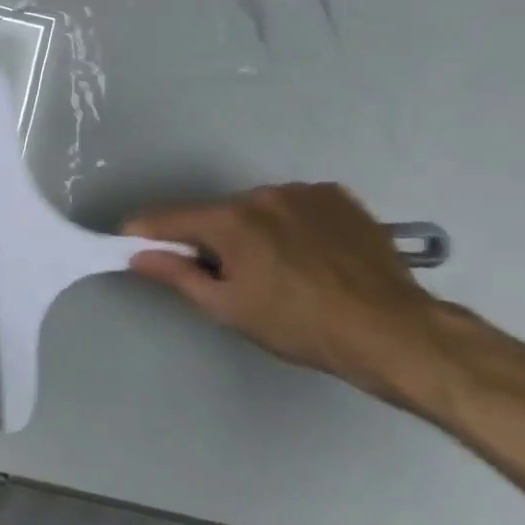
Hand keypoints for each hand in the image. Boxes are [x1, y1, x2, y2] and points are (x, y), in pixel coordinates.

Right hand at [124, 183, 450, 405]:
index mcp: (231, 220)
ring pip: (257, 209)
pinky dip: (288, 225)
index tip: (130, 242)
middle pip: (216, 213)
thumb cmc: (300, 326)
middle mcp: (262, 194)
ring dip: (251, 231)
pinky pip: (295, 207)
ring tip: (277, 271)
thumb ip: (178, 275)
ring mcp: (304, 192)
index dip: (145, 230)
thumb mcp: (229, 308)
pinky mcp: (339, 198)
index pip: (169, 217)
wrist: (394, 332)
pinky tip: (308, 256)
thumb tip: (137, 254)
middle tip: (223, 277)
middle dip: (208, 238)